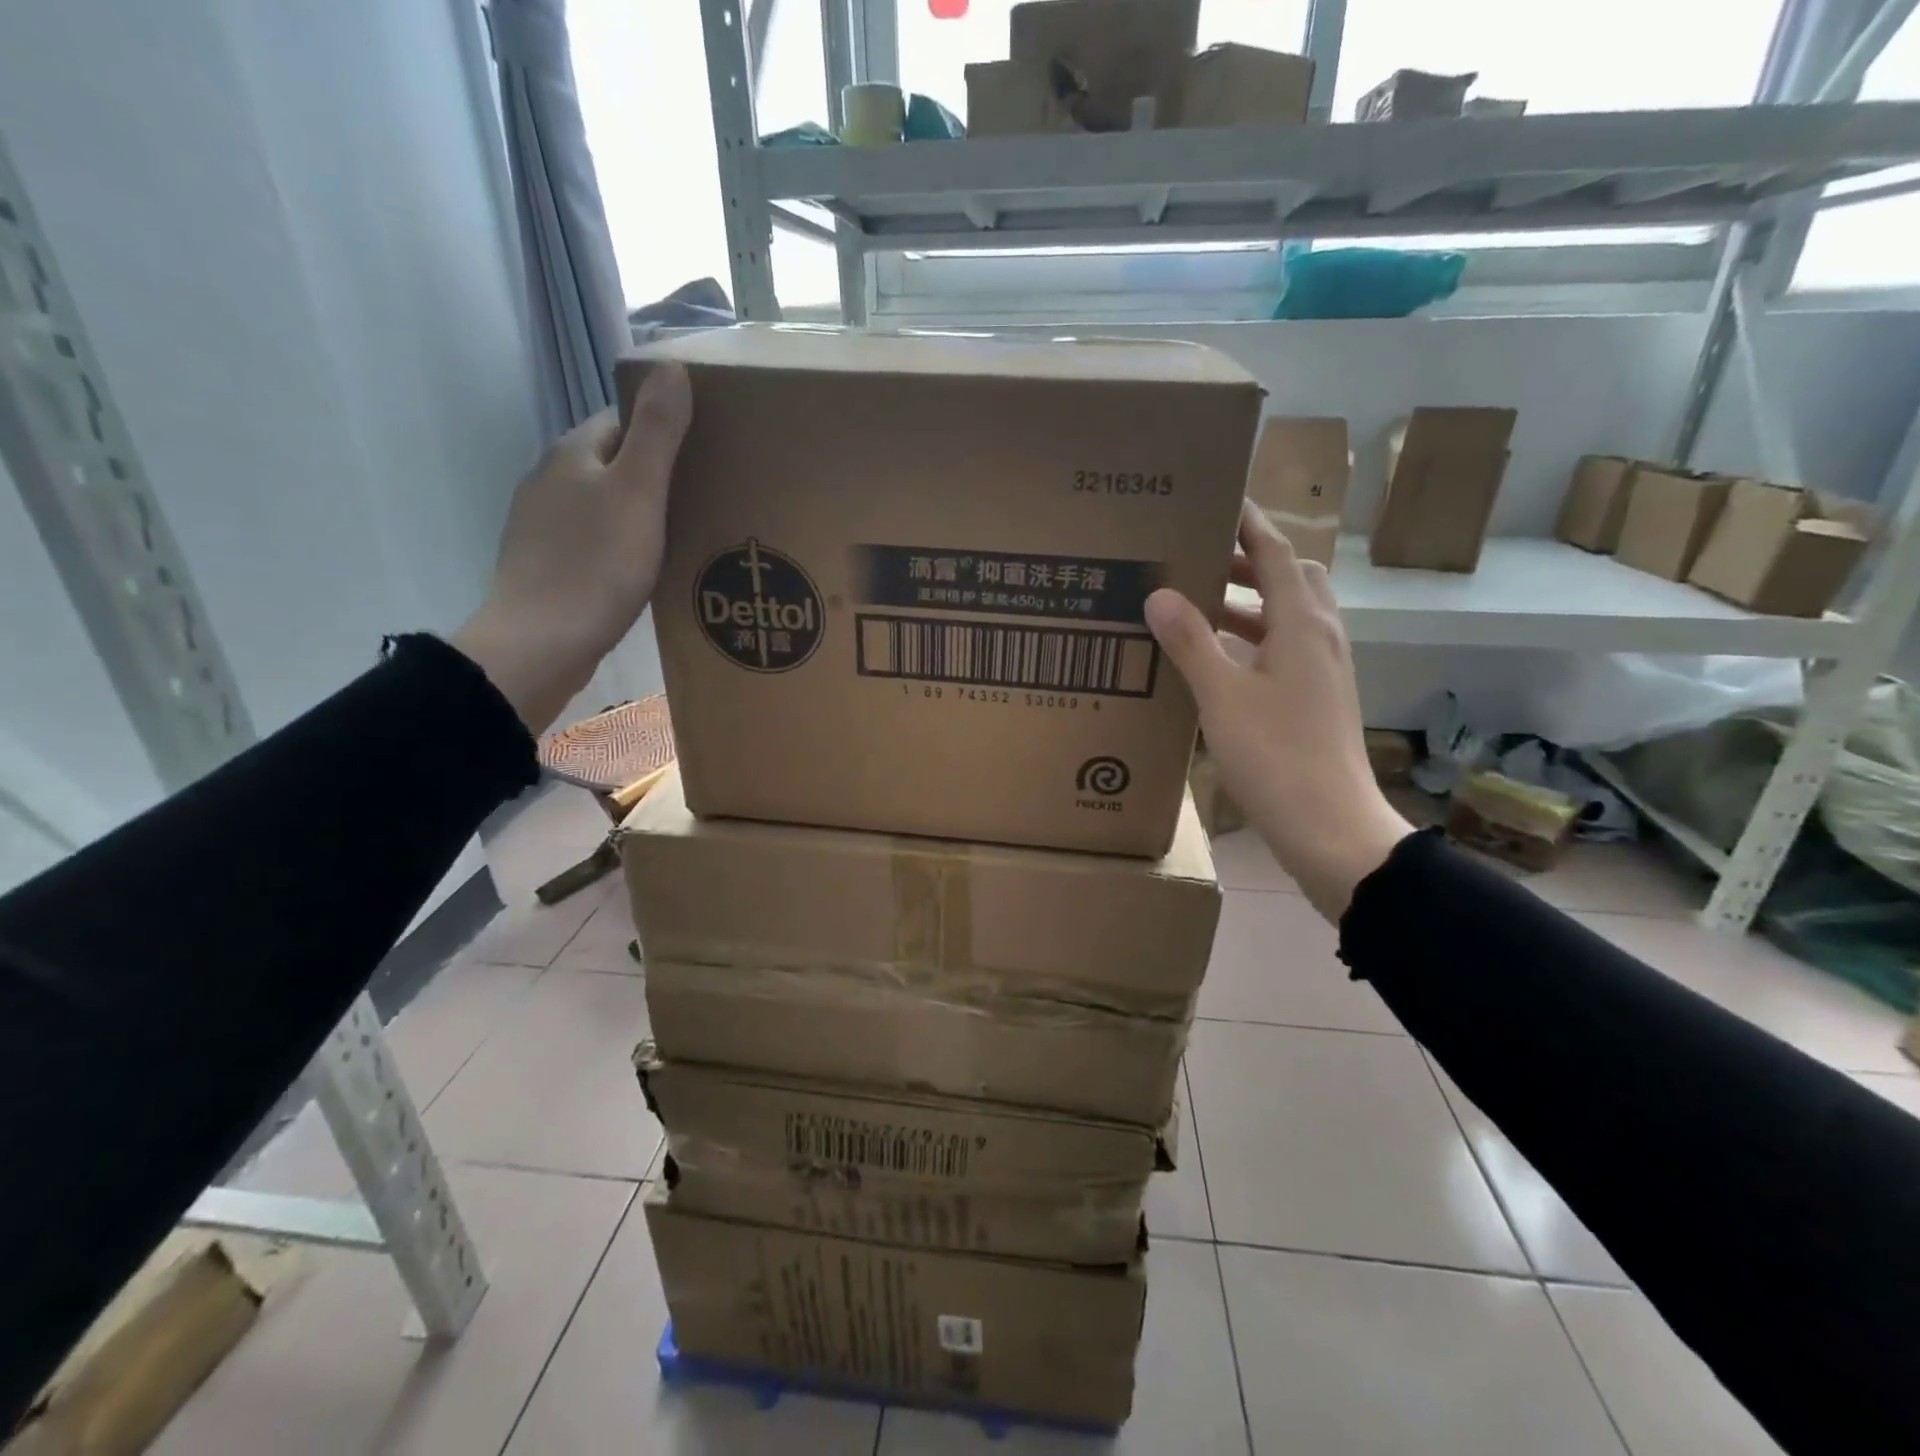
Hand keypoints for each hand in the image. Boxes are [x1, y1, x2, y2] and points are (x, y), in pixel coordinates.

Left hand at [452, 362, 692, 733]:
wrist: (542, 642)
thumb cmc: (596, 564)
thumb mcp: (638, 492)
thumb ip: (657, 433)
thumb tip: (671, 366)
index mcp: (572, 454)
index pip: (622, 420)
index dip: (664, 429)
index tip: (706, 451)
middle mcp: (550, 481)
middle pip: (613, 462)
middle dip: (655, 473)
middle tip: (706, 496)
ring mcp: (543, 525)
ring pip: (602, 504)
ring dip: (639, 511)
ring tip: (685, 534)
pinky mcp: (547, 565)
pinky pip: (594, 540)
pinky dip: (621, 545)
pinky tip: (645, 569)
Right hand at [1147, 501, 1411, 919]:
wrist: (1331, 828)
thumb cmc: (1276, 756)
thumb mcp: (1222, 696)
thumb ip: (1191, 641)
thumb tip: (1159, 592)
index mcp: (1302, 624)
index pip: (1275, 551)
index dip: (1247, 522)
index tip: (1214, 498)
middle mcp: (1320, 636)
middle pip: (1288, 577)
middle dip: (1246, 559)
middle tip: (1197, 556)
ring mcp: (1323, 669)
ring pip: (1286, 615)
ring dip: (1247, 601)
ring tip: (1196, 603)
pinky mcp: (1317, 697)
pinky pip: (1284, 648)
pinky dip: (1251, 638)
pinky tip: (1215, 660)